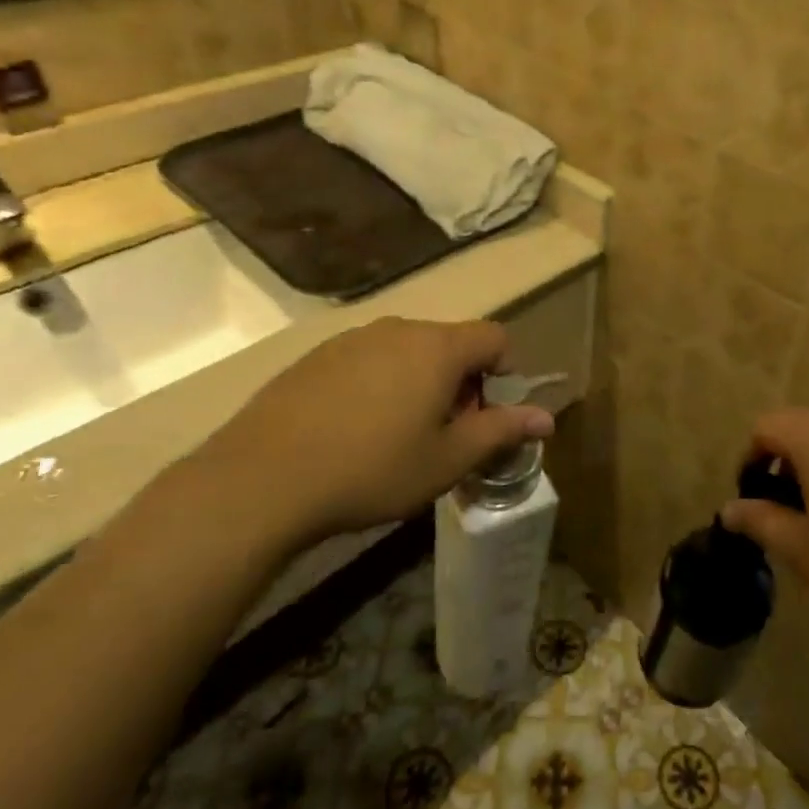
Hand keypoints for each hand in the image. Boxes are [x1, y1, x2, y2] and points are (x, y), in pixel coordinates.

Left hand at [180, 318, 553, 562]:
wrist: (261, 480)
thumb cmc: (372, 469)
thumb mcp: (447, 460)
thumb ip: (501, 431)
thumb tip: (547, 418)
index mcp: (438, 347)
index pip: (495, 337)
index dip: (504, 373)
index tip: (486, 417)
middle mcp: (398, 328)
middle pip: (451, 343)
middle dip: (461, 383)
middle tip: (444, 435)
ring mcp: (352, 339)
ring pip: (408, 351)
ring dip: (420, 383)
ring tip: (398, 436)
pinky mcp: (316, 356)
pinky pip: (368, 360)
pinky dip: (379, 384)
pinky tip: (354, 430)